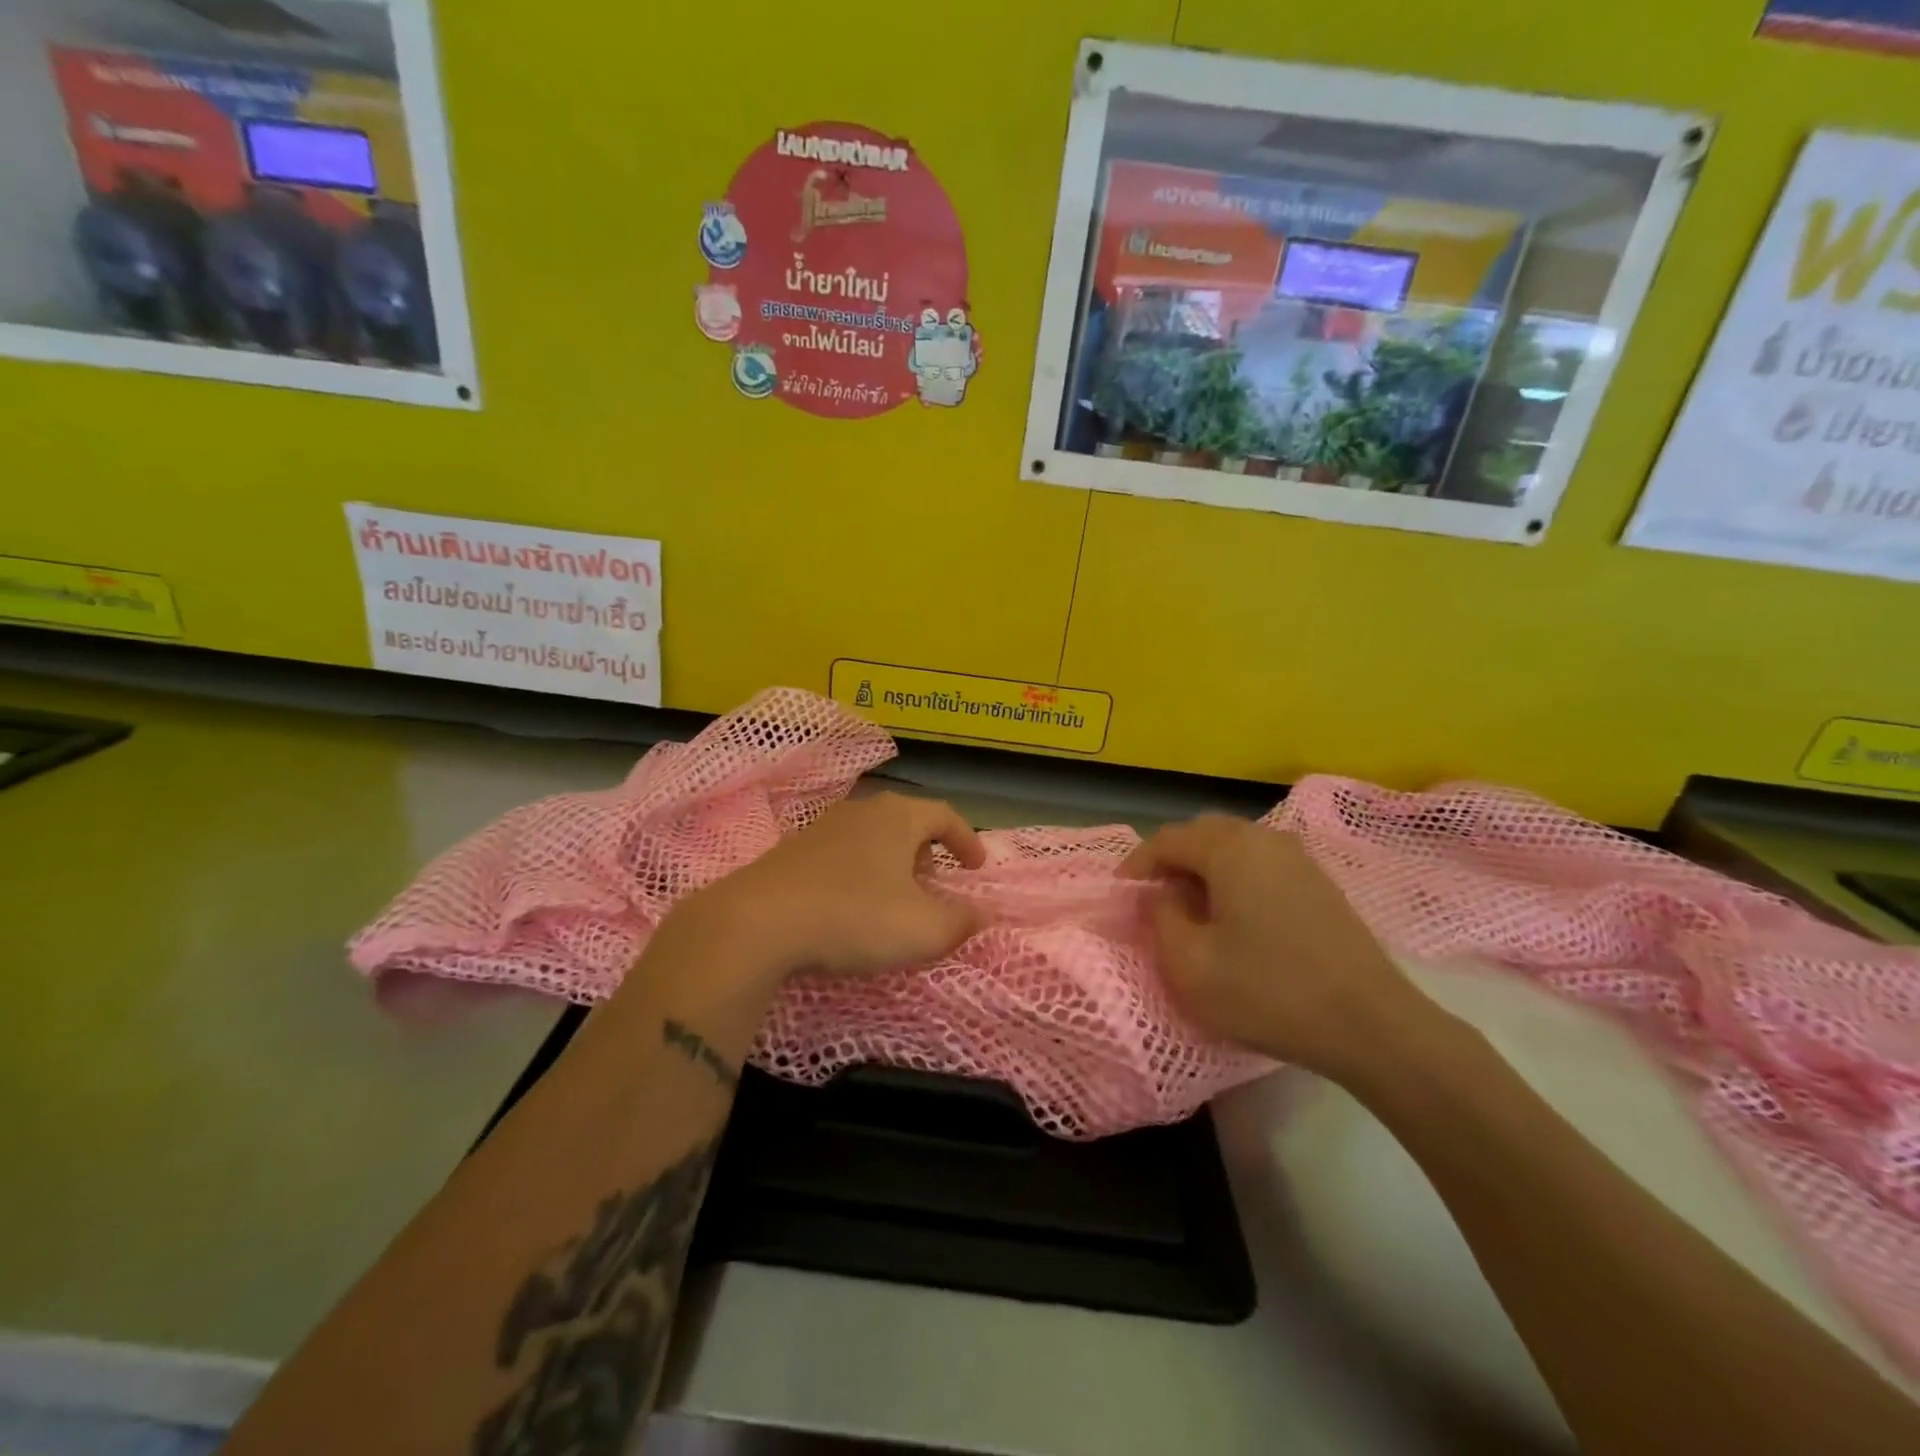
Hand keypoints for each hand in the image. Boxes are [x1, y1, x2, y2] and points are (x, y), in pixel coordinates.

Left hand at [669, 791, 985, 985]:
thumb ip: (962, 922)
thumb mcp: (924, 929)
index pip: (945, 815)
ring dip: (891, 861)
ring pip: (871, 836)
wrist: (758, 921)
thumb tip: (982, 915)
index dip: (966, 839)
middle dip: (927, 849)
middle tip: (935, 880)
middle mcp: (861, 811)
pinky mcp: (791, 852)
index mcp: (898, 817)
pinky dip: (858, 873)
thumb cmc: (855, 916)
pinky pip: (840, 855)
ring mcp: (821, 828)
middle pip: (905, 820)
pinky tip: (850, 905)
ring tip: (895, 895)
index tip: (977, 867)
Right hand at [1121, 814, 1432, 1078]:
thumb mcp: (1190, 965)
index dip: (1138, 862)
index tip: (1122, 892)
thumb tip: (1161, 894)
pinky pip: (1262, 862)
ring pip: (1235, 845)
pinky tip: (1235, 916)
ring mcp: (1298, 858)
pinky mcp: (1320, 882)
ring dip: (1205, 867)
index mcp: (1229, 850)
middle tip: (1155, 897)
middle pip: (1203, 833)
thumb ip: (1161, 917)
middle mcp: (1264, 839)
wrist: (1370, 1025)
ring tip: (1191, 908)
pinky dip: (1236, 876)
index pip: (1168, 839)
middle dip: (1172, 859)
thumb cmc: (1268, 993)